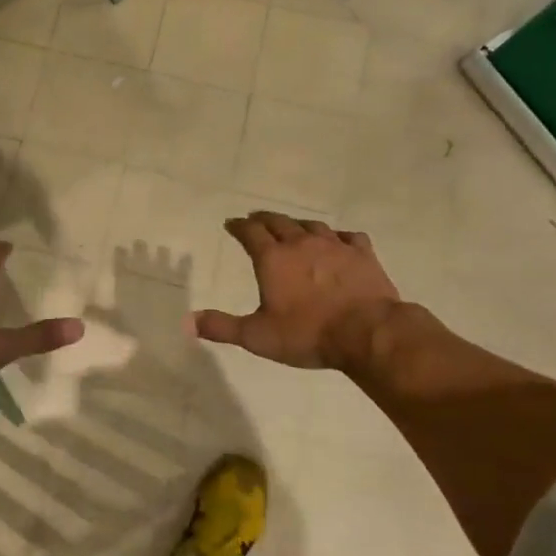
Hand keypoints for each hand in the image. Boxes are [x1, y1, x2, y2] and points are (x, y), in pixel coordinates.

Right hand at [193, 212, 403, 370]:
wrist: (367, 332)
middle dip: (264, 219)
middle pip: (279, 222)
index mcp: (273, 259)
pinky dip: (338, 236)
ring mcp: (335, 246)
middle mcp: (301, 244)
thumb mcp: (257, 336)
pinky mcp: (363, 255)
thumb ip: (221, 327)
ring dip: (297, 224)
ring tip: (292, 227)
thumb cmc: (307, 334)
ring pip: (312, 225)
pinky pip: (348, 237)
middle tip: (256, 219)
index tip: (231, 223)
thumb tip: (187, 322)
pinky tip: (338, 241)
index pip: (250, 233)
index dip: (239, 227)